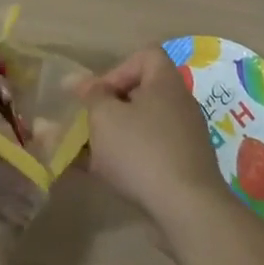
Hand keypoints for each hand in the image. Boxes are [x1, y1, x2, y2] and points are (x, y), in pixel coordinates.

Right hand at [81, 46, 229, 230]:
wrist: (187, 208)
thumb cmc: (141, 150)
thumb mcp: (104, 117)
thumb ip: (90, 96)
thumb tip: (76, 81)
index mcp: (165, 83)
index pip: (145, 56)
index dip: (117, 69)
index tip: (97, 94)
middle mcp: (179, 104)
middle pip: (141, 93)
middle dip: (109, 108)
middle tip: (88, 125)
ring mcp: (184, 138)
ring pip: (141, 127)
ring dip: (114, 136)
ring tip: (87, 154)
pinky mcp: (183, 168)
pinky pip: (149, 153)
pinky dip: (127, 159)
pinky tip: (104, 176)